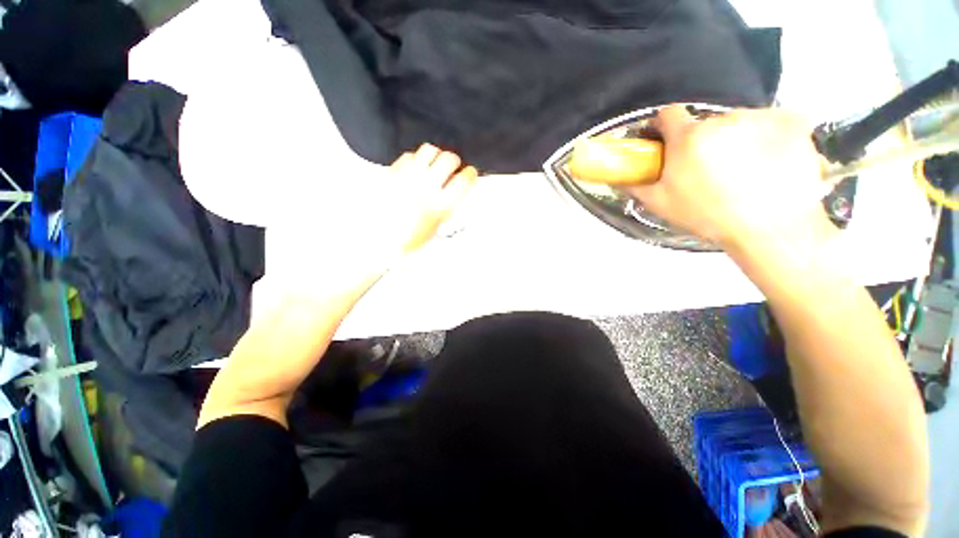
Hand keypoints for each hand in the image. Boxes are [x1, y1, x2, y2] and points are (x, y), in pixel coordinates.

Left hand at [388, 144, 477, 252]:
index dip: (470, 174)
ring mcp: (408, 176)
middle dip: (454, 162)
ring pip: (429, 150)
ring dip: (436, 155)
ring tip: (435, 163)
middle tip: (453, 167)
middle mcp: (426, 186)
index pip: (464, 179)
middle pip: (449, 159)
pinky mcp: (393, 171)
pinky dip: (416, 159)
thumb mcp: (436, 228)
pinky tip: (417, 168)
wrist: (379, 238)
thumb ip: (448, 208)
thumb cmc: (407, 239)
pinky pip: (409, 155)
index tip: (470, 173)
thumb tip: (455, 192)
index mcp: (440, 204)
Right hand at [626, 105, 830, 249]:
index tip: (669, 141)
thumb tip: (620, 177)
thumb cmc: (708, 216)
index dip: (666, 126)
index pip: (669, 113)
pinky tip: (771, 159)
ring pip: (739, 123)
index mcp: (688, 138)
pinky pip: (772, 121)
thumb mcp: (661, 205)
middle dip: (703, 141)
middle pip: (706, 123)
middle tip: (709, 168)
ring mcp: (760, 116)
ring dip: (736, 138)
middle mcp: (723, 119)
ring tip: (744, 169)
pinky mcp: (792, 120)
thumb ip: (637, 186)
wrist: (771, 228)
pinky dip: (769, 135)